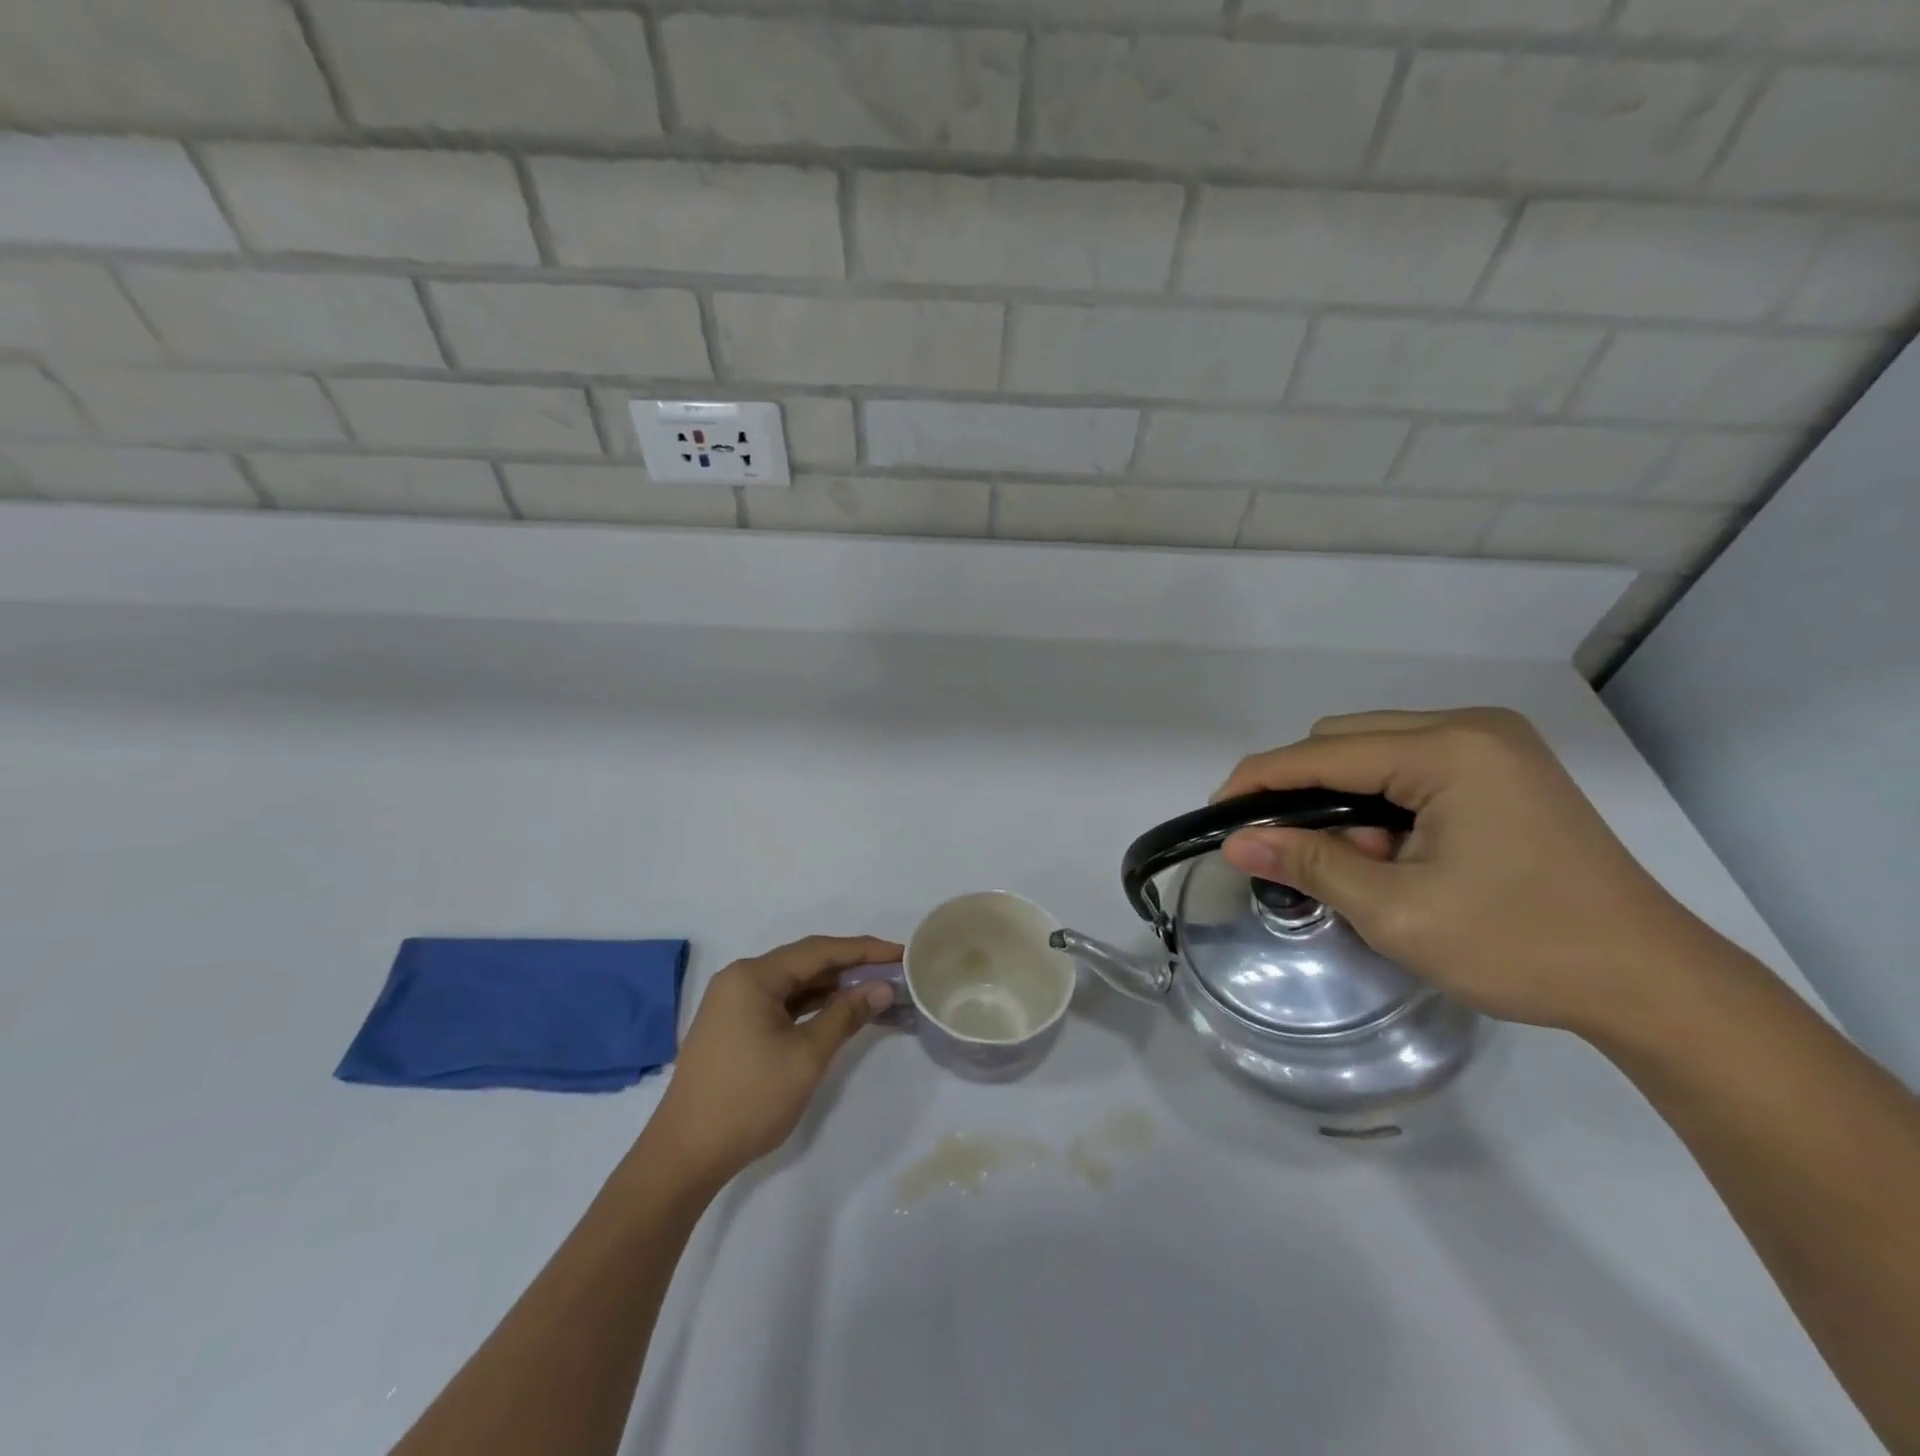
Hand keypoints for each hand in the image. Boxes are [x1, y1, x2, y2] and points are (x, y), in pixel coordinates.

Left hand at [644, 935, 900, 1191]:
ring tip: (875, 990)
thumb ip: (846, 1015)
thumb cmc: (749, 1100)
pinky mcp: (734, 1028)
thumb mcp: (806, 1056)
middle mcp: (740, 980)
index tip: (901, 952)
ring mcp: (734, 1004)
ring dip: (833, 988)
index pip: (819, 951)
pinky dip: (811, 1007)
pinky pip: (781, 1004)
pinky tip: (839, 1012)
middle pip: (805, 963)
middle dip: (851, 967)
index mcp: (753, 976)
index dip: (864, 950)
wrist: (684, 1156)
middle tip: (894, 971)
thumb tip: (882, 987)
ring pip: (794, 985)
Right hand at [1213, 708, 1712, 1035]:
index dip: (1259, 780)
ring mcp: (1494, 746)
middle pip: (1346, 739)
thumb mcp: (1397, 911)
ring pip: (1376, 751)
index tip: (1216, 815)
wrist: (1651, 984)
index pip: (1322, 753)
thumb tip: (1234, 842)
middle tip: (1287, 849)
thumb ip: (1310, 863)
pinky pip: (1412, 766)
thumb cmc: (1521, 945)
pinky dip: (1381, 801)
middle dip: (1303, 789)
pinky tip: (1390, 849)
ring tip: (1353, 860)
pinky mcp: (1505, 769)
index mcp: (1450, 750)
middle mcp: (1471, 728)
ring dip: (1343, 797)